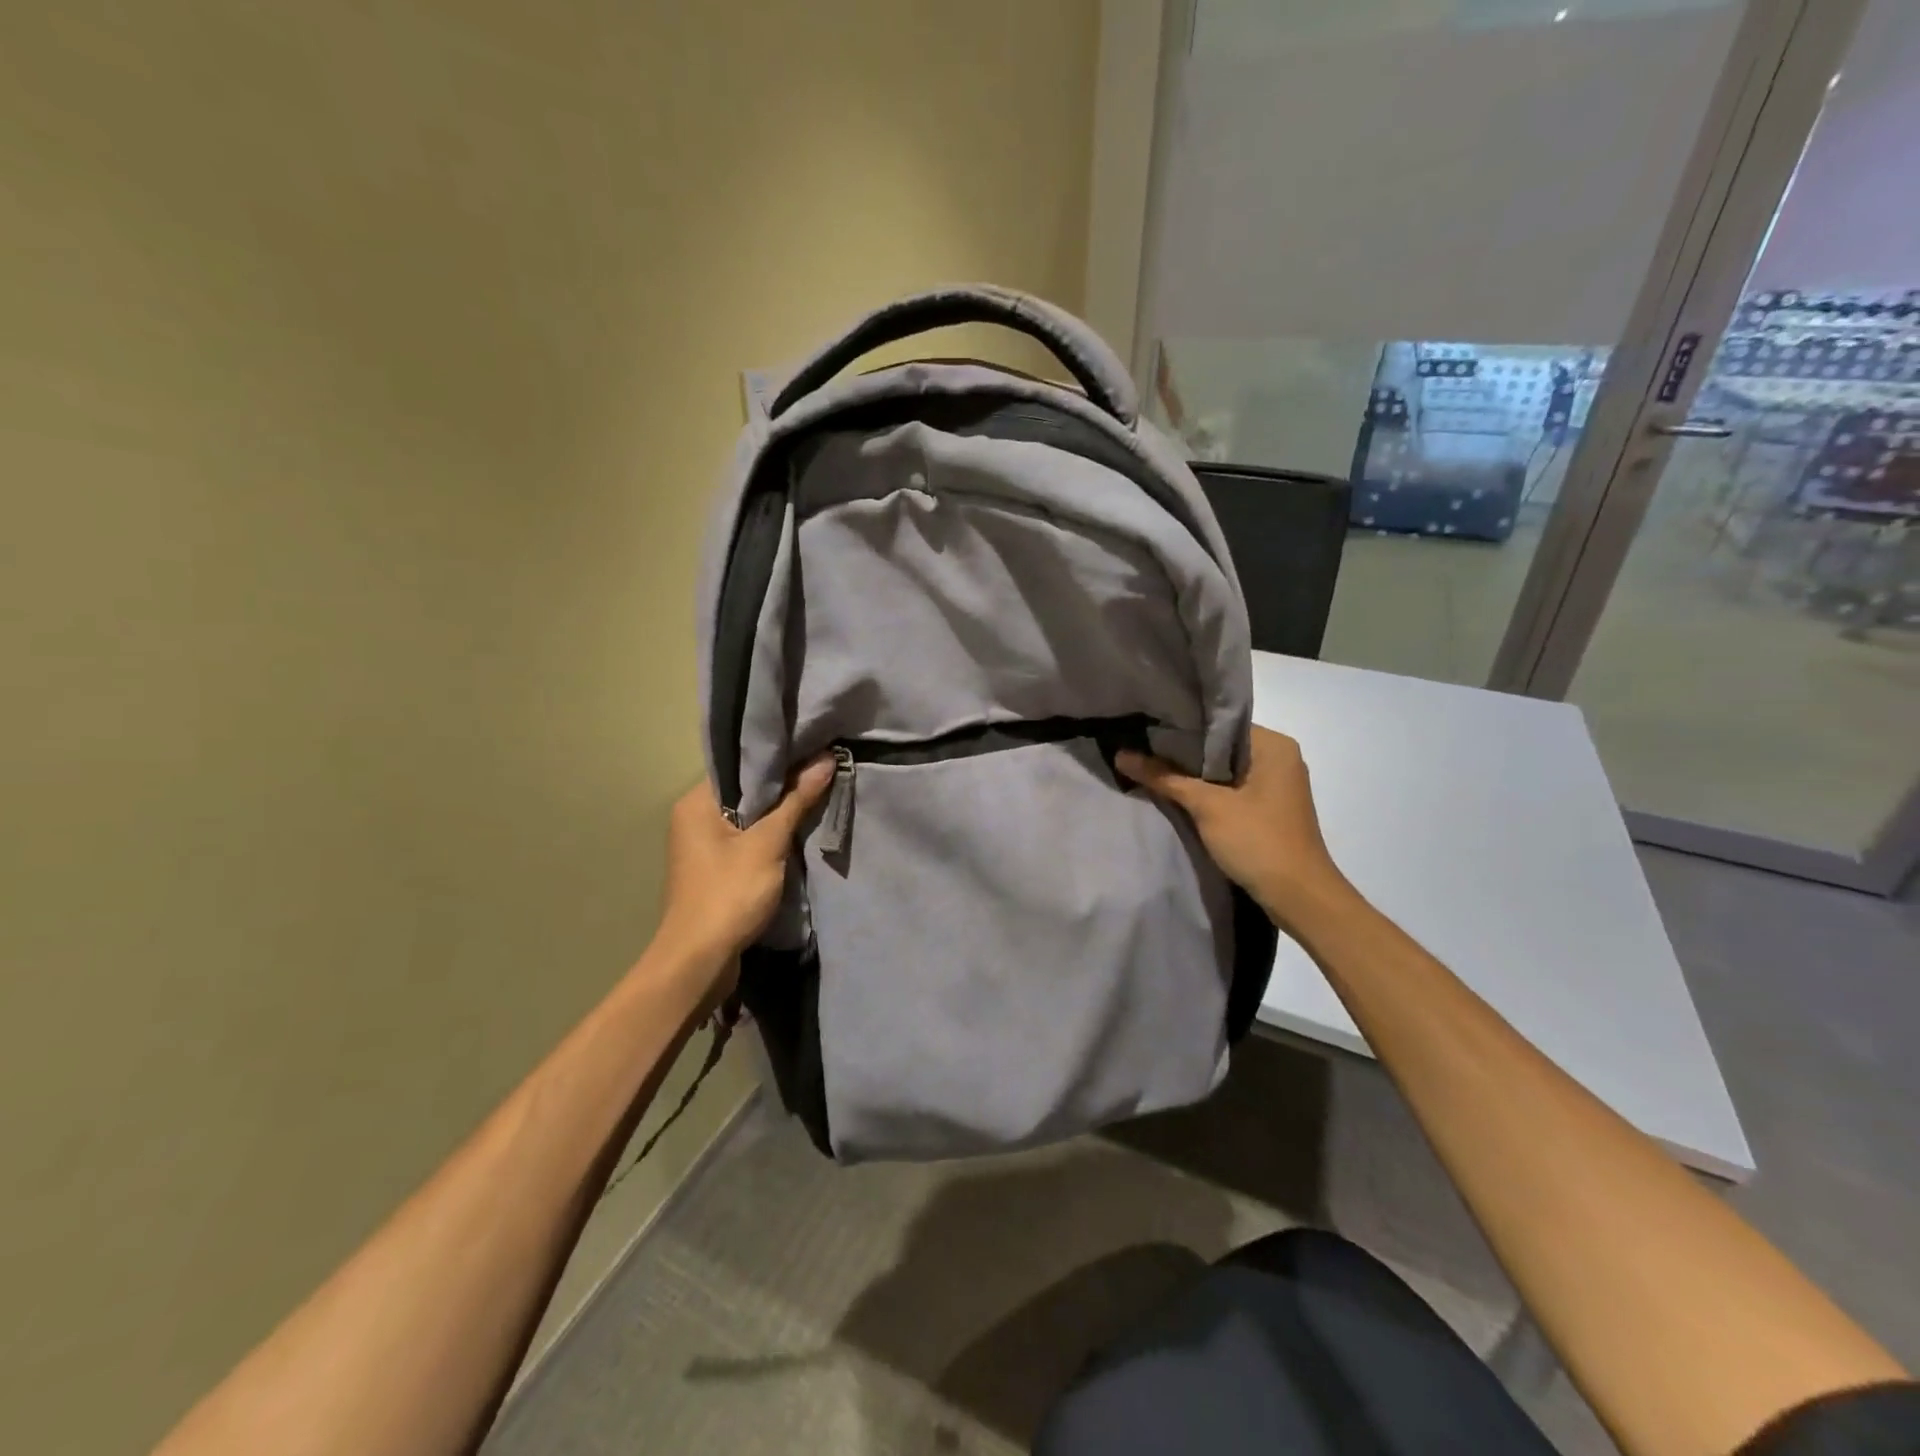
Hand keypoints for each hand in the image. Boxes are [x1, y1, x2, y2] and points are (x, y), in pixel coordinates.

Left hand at [654, 759, 834, 976]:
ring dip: (780, 813)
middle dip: (783, 784)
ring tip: (818, 795)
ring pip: (749, 817)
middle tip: (822, 770)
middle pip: (746, 790)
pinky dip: (771, 836)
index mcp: (697, 802)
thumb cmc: (729, 893)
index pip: (739, 764)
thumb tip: (825, 759)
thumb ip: (796, 800)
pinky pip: (748, 840)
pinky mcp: (716, 869)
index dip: (777, 756)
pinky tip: (800, 832)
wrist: (700, 960)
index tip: (812, 747)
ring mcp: (704, 846)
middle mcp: (694, 818)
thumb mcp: (768, 843)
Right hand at [1116, 725, 1353, 929]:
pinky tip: (1176, 792)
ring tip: (1150, 765)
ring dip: (1193, 773)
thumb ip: (1164, 777)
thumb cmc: (1258, 841)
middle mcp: (1279, 757)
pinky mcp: (1269, 808)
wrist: (1299, 897)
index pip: (1219, 723)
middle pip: (1220, 746)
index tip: (1145, 728)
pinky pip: (1232, 788)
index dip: (1181, 726)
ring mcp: (1276, 784)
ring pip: (1224, 769)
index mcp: (1273, 745)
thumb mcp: (1207, 806)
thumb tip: (1121, 755)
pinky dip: (1208, 790)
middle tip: (1140, 746)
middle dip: (1183, 751)